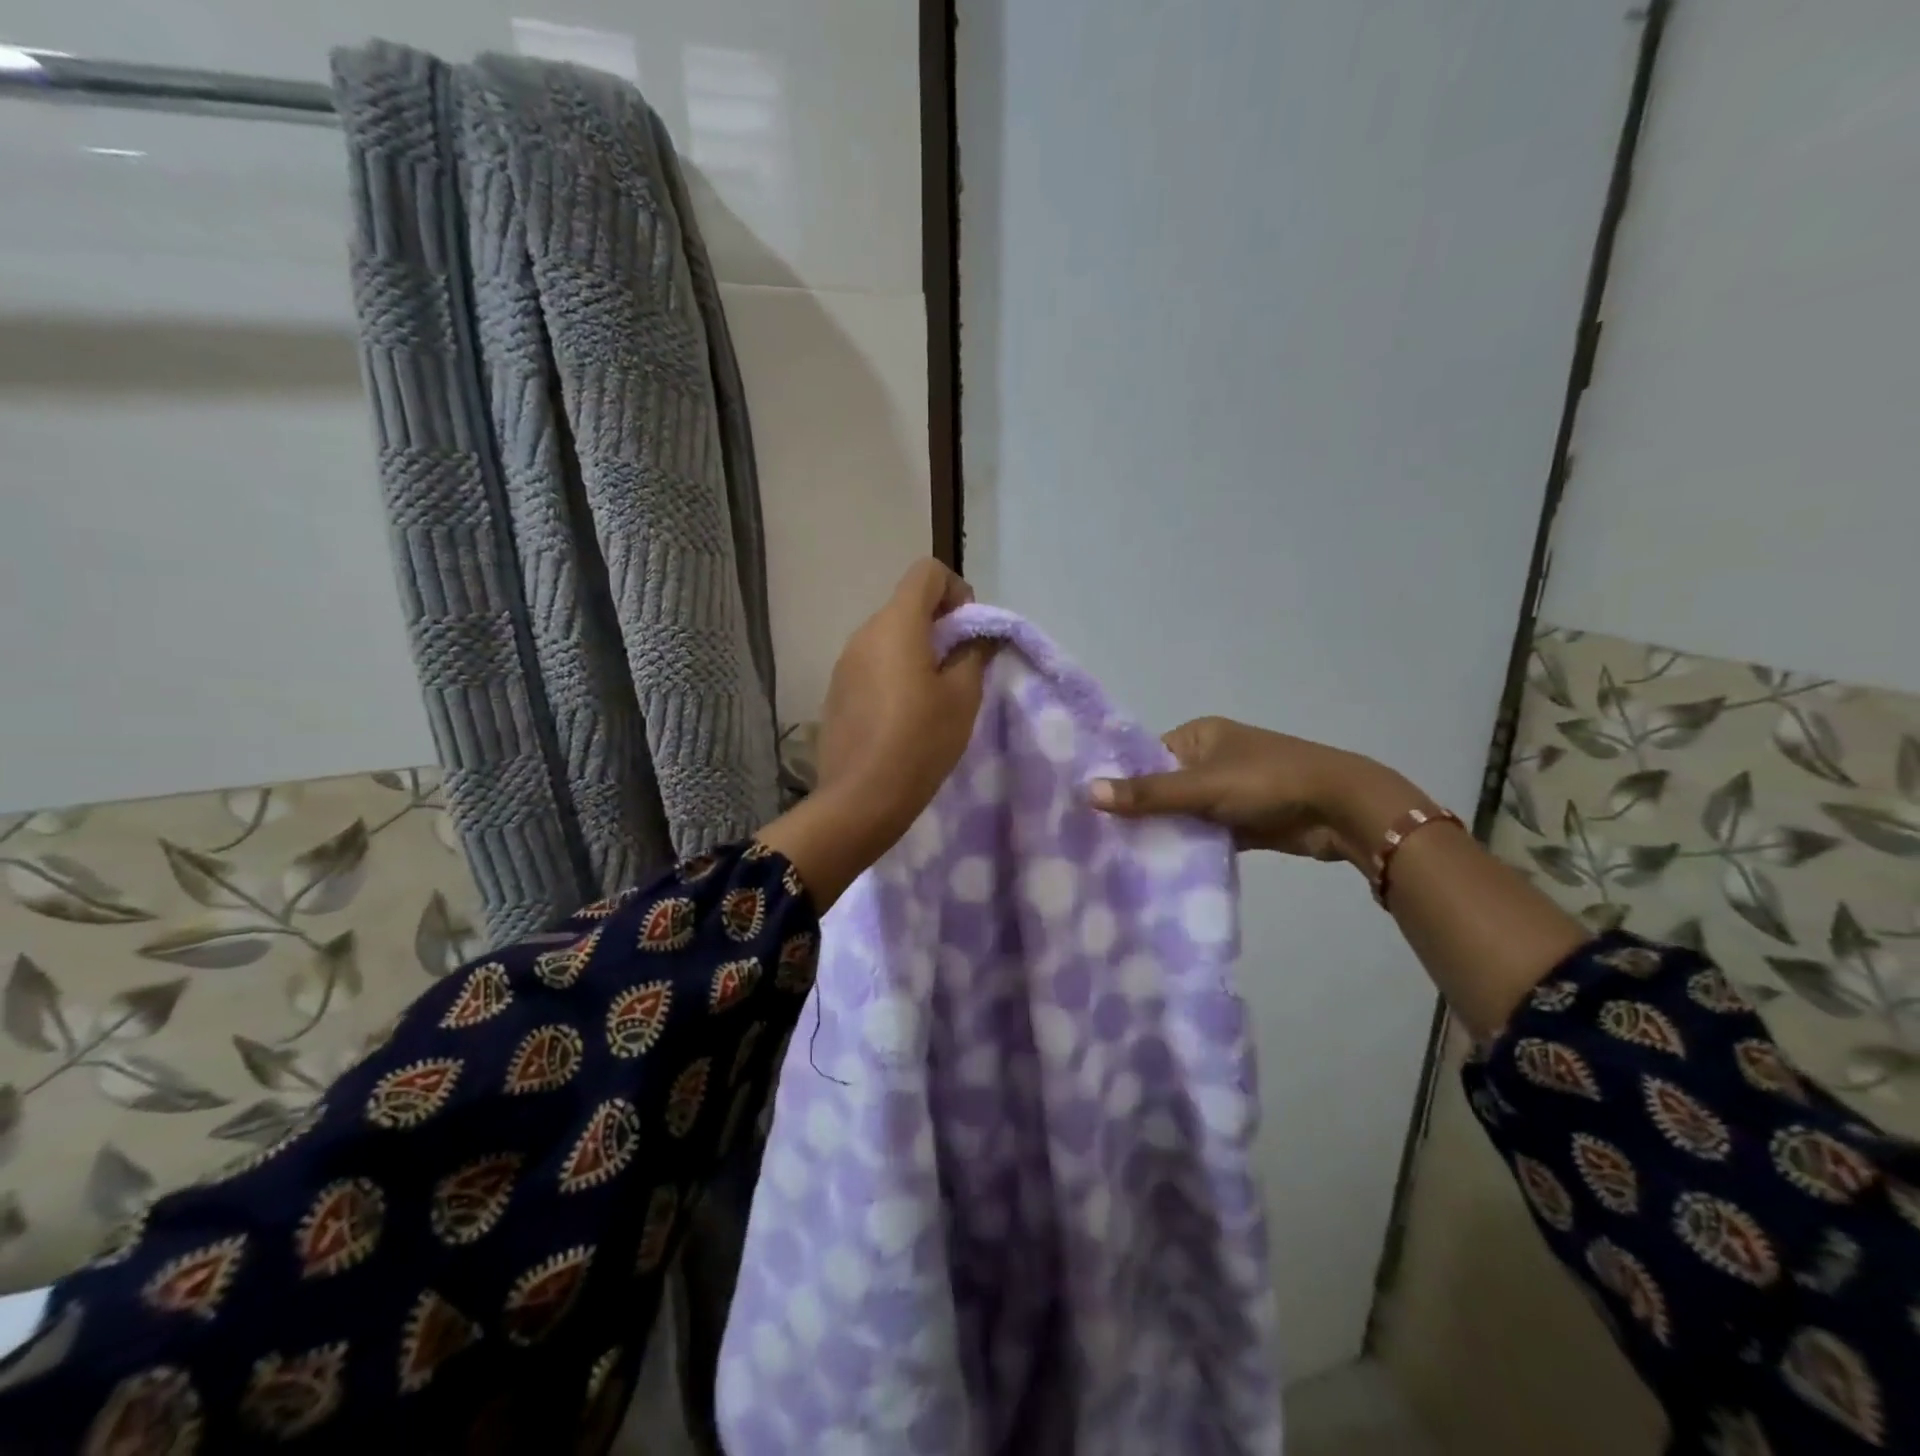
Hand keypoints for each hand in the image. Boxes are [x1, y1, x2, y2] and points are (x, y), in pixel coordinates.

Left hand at [816, 558, 992, 823]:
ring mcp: (845, 662)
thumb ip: (975, 653)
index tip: (969, 633)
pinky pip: (873, 663)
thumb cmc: (920, 741)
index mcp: (896, 624)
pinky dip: (895, 672)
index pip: (927, 572)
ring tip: (935, 696)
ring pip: (890, 636)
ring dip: (918, 650)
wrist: (860, 798)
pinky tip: (905, 715)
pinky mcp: (837, 689)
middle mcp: (864, 632)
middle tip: (961, 669)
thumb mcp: (962, 697)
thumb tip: (979, 634)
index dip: (956, 591)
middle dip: (940, 625)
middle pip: (907, 604)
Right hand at [1089, 716, 1427, 867]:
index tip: (1088, 811)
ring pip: (1181, 813)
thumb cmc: (1267, 782)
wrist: (1341, 808)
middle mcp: (1209, 759)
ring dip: (1163, 832)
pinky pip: (1203, 833)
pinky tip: (1158, 867)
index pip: (1145, 757)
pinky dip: (1188, 846)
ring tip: (1119, 857)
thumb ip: (1147, 793)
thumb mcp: (1202, 786)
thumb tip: (1086, 792)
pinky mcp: (1241, 821)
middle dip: (1138, 812)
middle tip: (1098, 840)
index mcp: (1199, 736)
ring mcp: (1226, 791)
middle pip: (1161, 786)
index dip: (1119, 781)